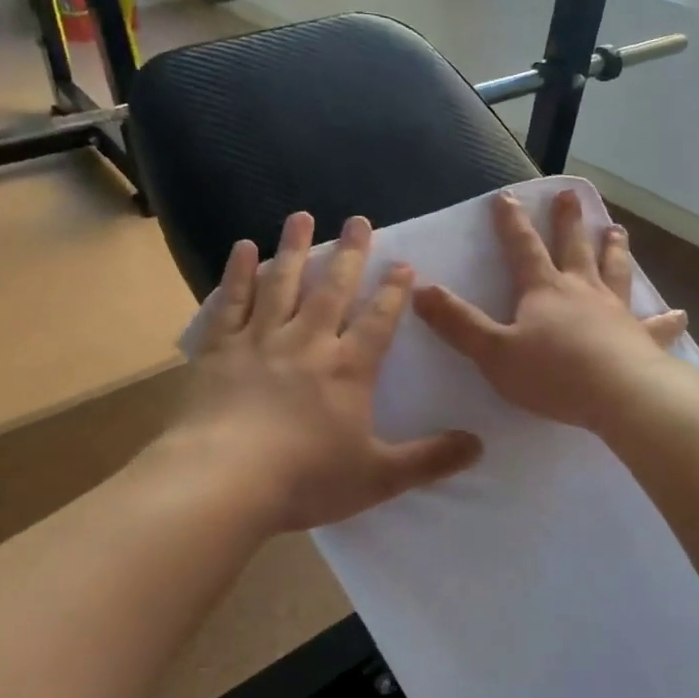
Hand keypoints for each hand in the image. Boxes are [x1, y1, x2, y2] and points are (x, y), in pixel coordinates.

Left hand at [170, 212, 483, 535]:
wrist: (224, 481)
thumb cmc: (306, 479)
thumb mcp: (379, 477)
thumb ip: (430, 460)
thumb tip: (479, 446)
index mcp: (348, 369)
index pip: (378, 321)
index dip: (393, 292)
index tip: (403, 264)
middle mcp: (308, 342)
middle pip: (332, 289)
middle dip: (349, 254)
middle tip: (358, 220)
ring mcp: (260, 341)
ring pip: (282, 283)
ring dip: (294, 248)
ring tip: (302, 216)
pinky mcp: (219, 350)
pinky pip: (231, 302)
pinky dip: (238, 273)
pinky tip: (244, 249)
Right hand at [413, 189, 687, 431]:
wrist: (618, 395)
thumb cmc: (551, 374)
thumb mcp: (493, 351)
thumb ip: (458, 323)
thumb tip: (420, 289)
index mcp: (543, 290)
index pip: (523, 248)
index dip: (512, 223)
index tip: (508, 196)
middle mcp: (581, 291)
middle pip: (574, 248)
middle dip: (568, 222)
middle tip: (571, 196)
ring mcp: (614, 312)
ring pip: (614, 272)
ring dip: (614, 250)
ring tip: (617, 230)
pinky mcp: (640, 338)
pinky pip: (654, 325)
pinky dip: (665, 320)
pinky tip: (679, 315)